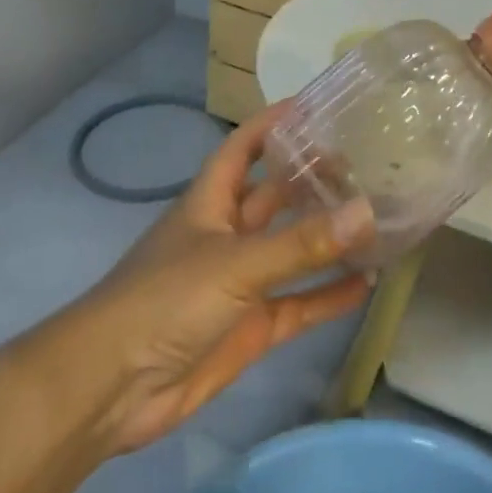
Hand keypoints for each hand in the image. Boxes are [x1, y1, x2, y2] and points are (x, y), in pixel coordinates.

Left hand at [68, 105, 376, 454]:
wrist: (112, 388)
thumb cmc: (166, 301)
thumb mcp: (236, 264)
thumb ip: (302, 243)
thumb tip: (368, 212)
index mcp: (211, 202)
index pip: (244, 146)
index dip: (274, 123)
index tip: (317, 104)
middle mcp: (228, 234)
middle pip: (276, 196)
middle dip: (314, 180)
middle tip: (368, 163)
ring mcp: (241, 282)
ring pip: (293, 250)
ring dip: (329, 238)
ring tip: (379, 217)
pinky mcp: (251, 326)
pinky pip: (299, 304)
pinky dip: (328, 295)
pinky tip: (366, 284)